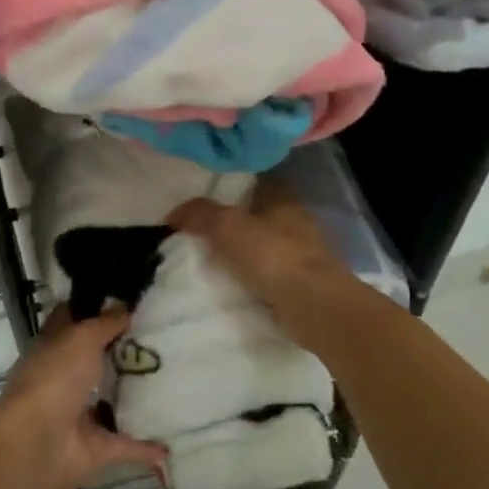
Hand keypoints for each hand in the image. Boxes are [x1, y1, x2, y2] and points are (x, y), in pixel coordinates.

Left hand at [0, 306, 168, 488]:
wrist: (37, 443)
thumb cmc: (54, 378)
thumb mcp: (81, 338)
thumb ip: (104, 324)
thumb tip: (123, 306)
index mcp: (52, 349)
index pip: (69, 322)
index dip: (90, 309)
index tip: (122, 300)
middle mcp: (62, 379)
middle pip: (92, 361)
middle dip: (119, 352)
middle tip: (158, 339)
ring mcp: (77, 415)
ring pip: (108, 402)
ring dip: (132, 397)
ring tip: (169, 384)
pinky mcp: (94, 448)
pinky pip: (124, 444)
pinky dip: (145, 447)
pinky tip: (170, 444)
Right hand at [169, 181, 376, 349]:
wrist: (315, 307)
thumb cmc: (272, 256)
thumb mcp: (226, 227)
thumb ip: (199, 214)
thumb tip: (174, 213)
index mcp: (283, 199)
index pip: (256, 182)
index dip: (232, 185)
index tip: (206, 195)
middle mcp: (297, 221)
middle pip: (260, 215)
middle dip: (236, 222)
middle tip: (201, 231)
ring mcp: (304, 255)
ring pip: (266, 245)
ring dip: (245, 252)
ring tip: (212, 261)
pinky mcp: (303, 284)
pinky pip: (270, 275)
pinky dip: (253, 278)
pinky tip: (233, 285)